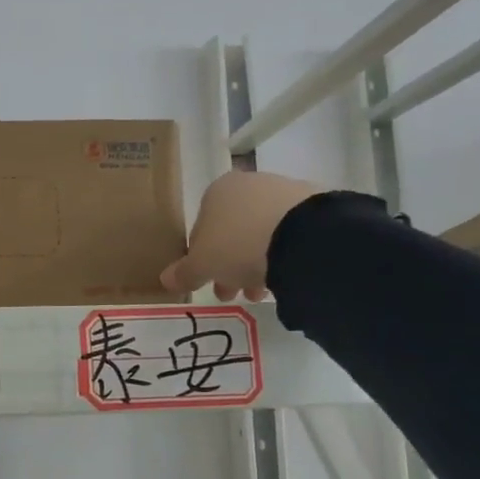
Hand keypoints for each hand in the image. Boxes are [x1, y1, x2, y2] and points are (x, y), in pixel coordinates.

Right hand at [160, 170, 319, 302]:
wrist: (301, 236)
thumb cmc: (237, 245)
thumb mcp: (202, 265)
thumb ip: (184, 272)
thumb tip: (166, 279)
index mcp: (216, 191)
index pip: (201, 228)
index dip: (201, 259)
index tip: (208, 282)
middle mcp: (248, 184)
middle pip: (232, 231)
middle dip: (230, 266)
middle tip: (233, 294)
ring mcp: (283, 190)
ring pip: (261, 233)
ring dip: (256, 263)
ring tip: (261, 292)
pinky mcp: (313, 204)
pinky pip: (289, 233)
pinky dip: (283, 253)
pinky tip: (284, 275)